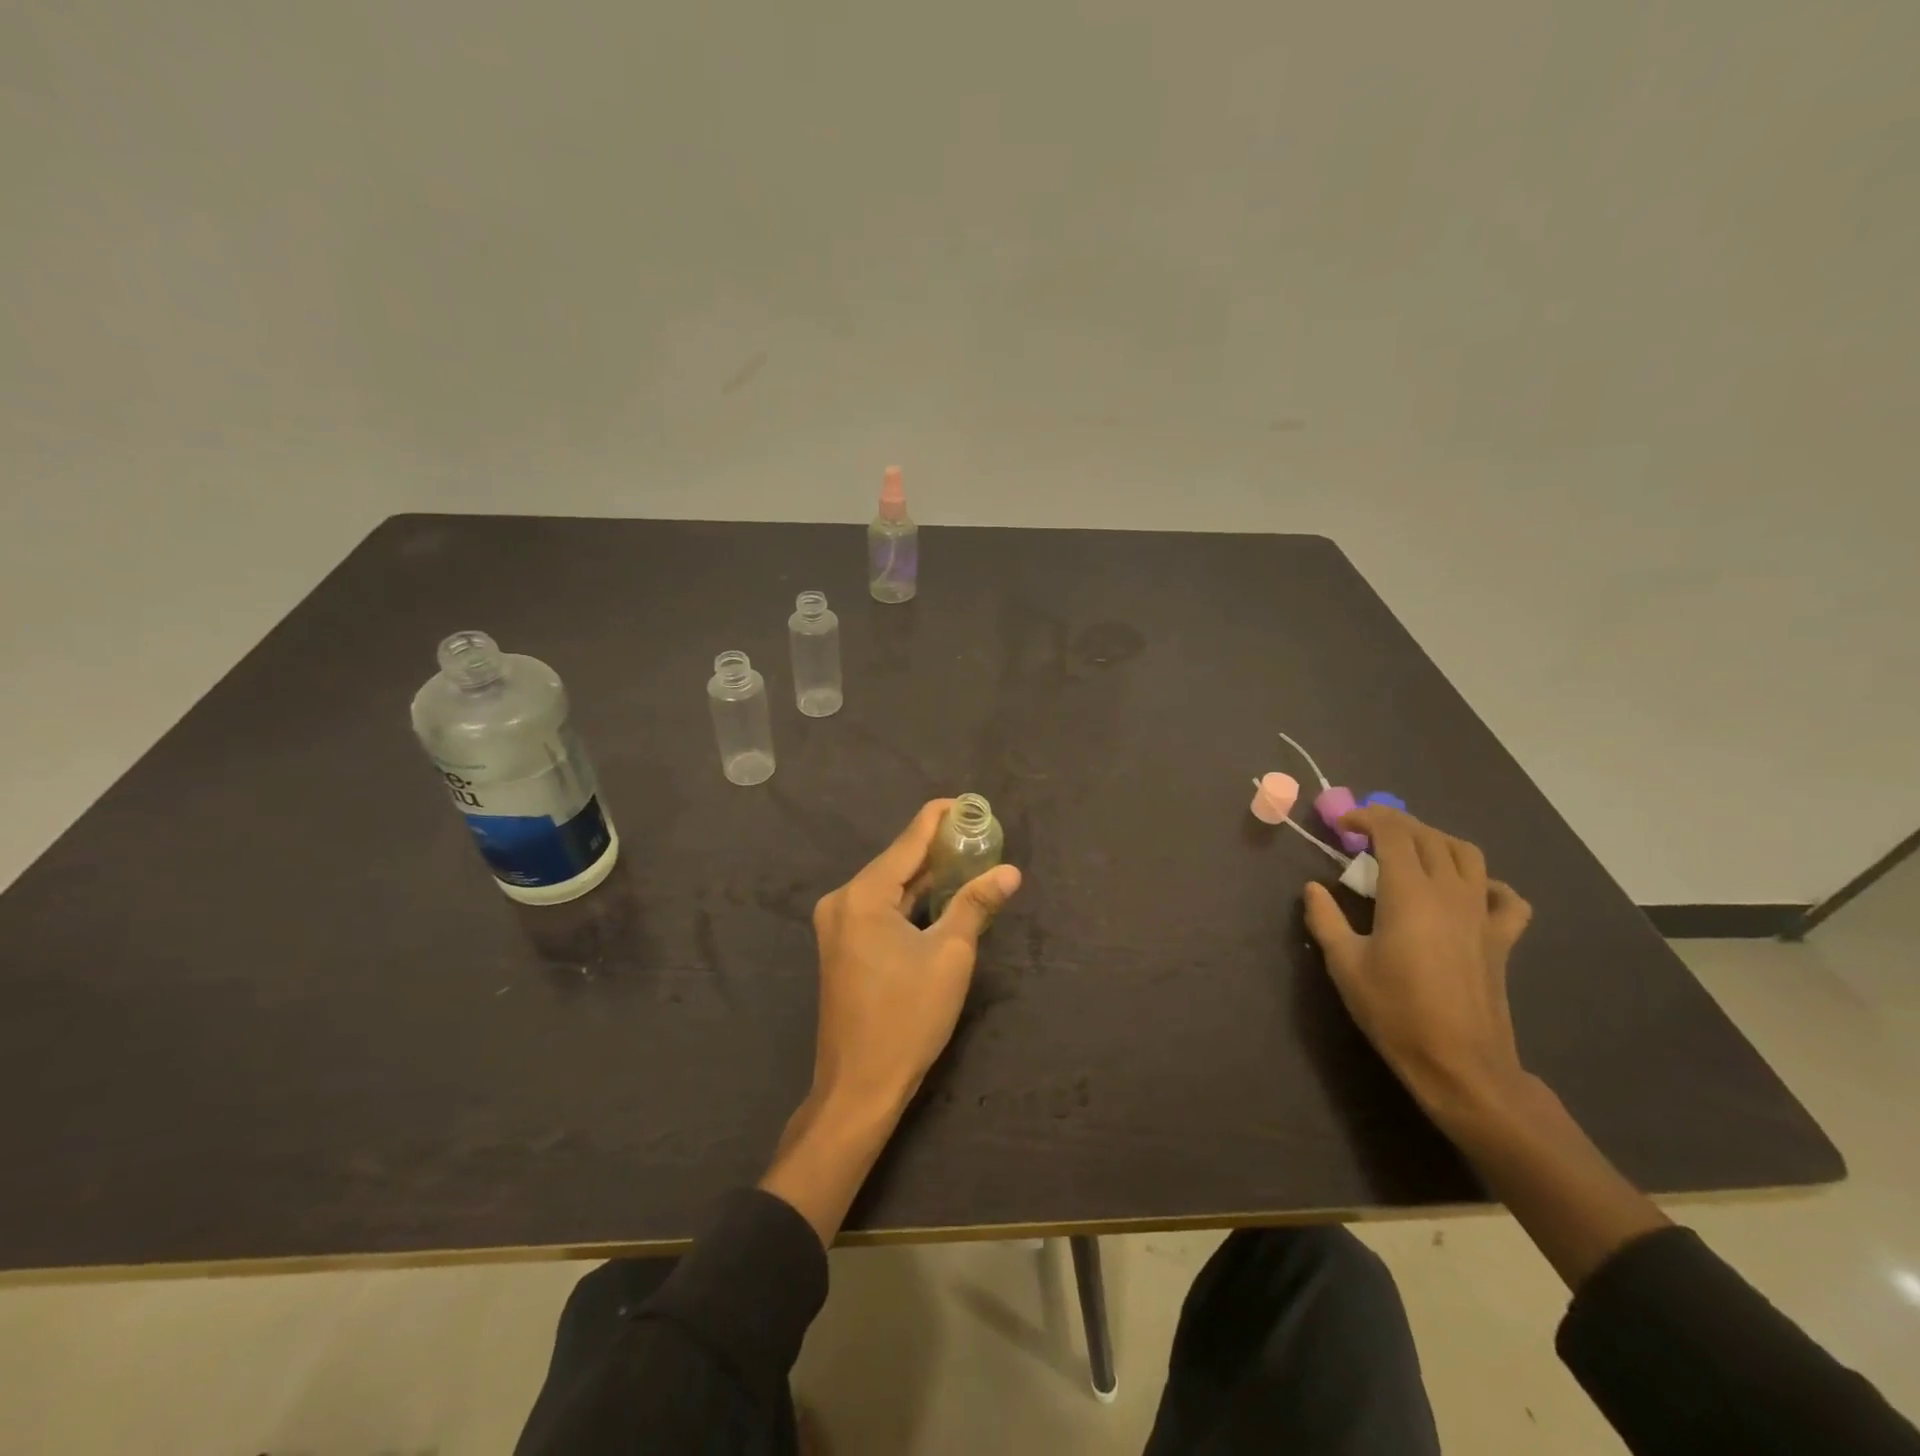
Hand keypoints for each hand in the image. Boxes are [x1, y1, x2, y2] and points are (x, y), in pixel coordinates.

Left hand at [808, 798, 1023, 1116]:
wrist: (859, 1086)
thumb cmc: (907, 1017)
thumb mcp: (950, 955)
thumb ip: (975, 904)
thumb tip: (1009, 871)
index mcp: (863, 895)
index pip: (909, 840)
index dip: (940, 818)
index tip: (970, 803)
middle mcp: (842, 900)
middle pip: (897, 862)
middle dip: (938, 848)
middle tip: (980, 834)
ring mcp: (838, 925)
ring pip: (889, 886)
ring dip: (926, 876)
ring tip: (969, 858)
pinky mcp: (842, 946)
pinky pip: (880, 908)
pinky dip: (910, 901)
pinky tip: (940, 895)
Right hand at [1302, 806, 1532, 1123]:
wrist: (1460, 1064)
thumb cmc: (1394, 1011)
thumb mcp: (1344, 964)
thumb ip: (1325, 919)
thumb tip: (1313, 888)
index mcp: (1409, 893)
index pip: (1393, 832)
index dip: (1366, 818)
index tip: (1341, 825)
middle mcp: (1450, 892)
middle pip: (1428, 835)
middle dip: (1395, 823)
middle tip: (1365, 835)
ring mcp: (1482, 914)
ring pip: (1468, 855)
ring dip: (1436, 841)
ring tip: (1410, 852)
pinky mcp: (1502, 939)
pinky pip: (1505, 897)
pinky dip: (1486, 883)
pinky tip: (1468, 892)